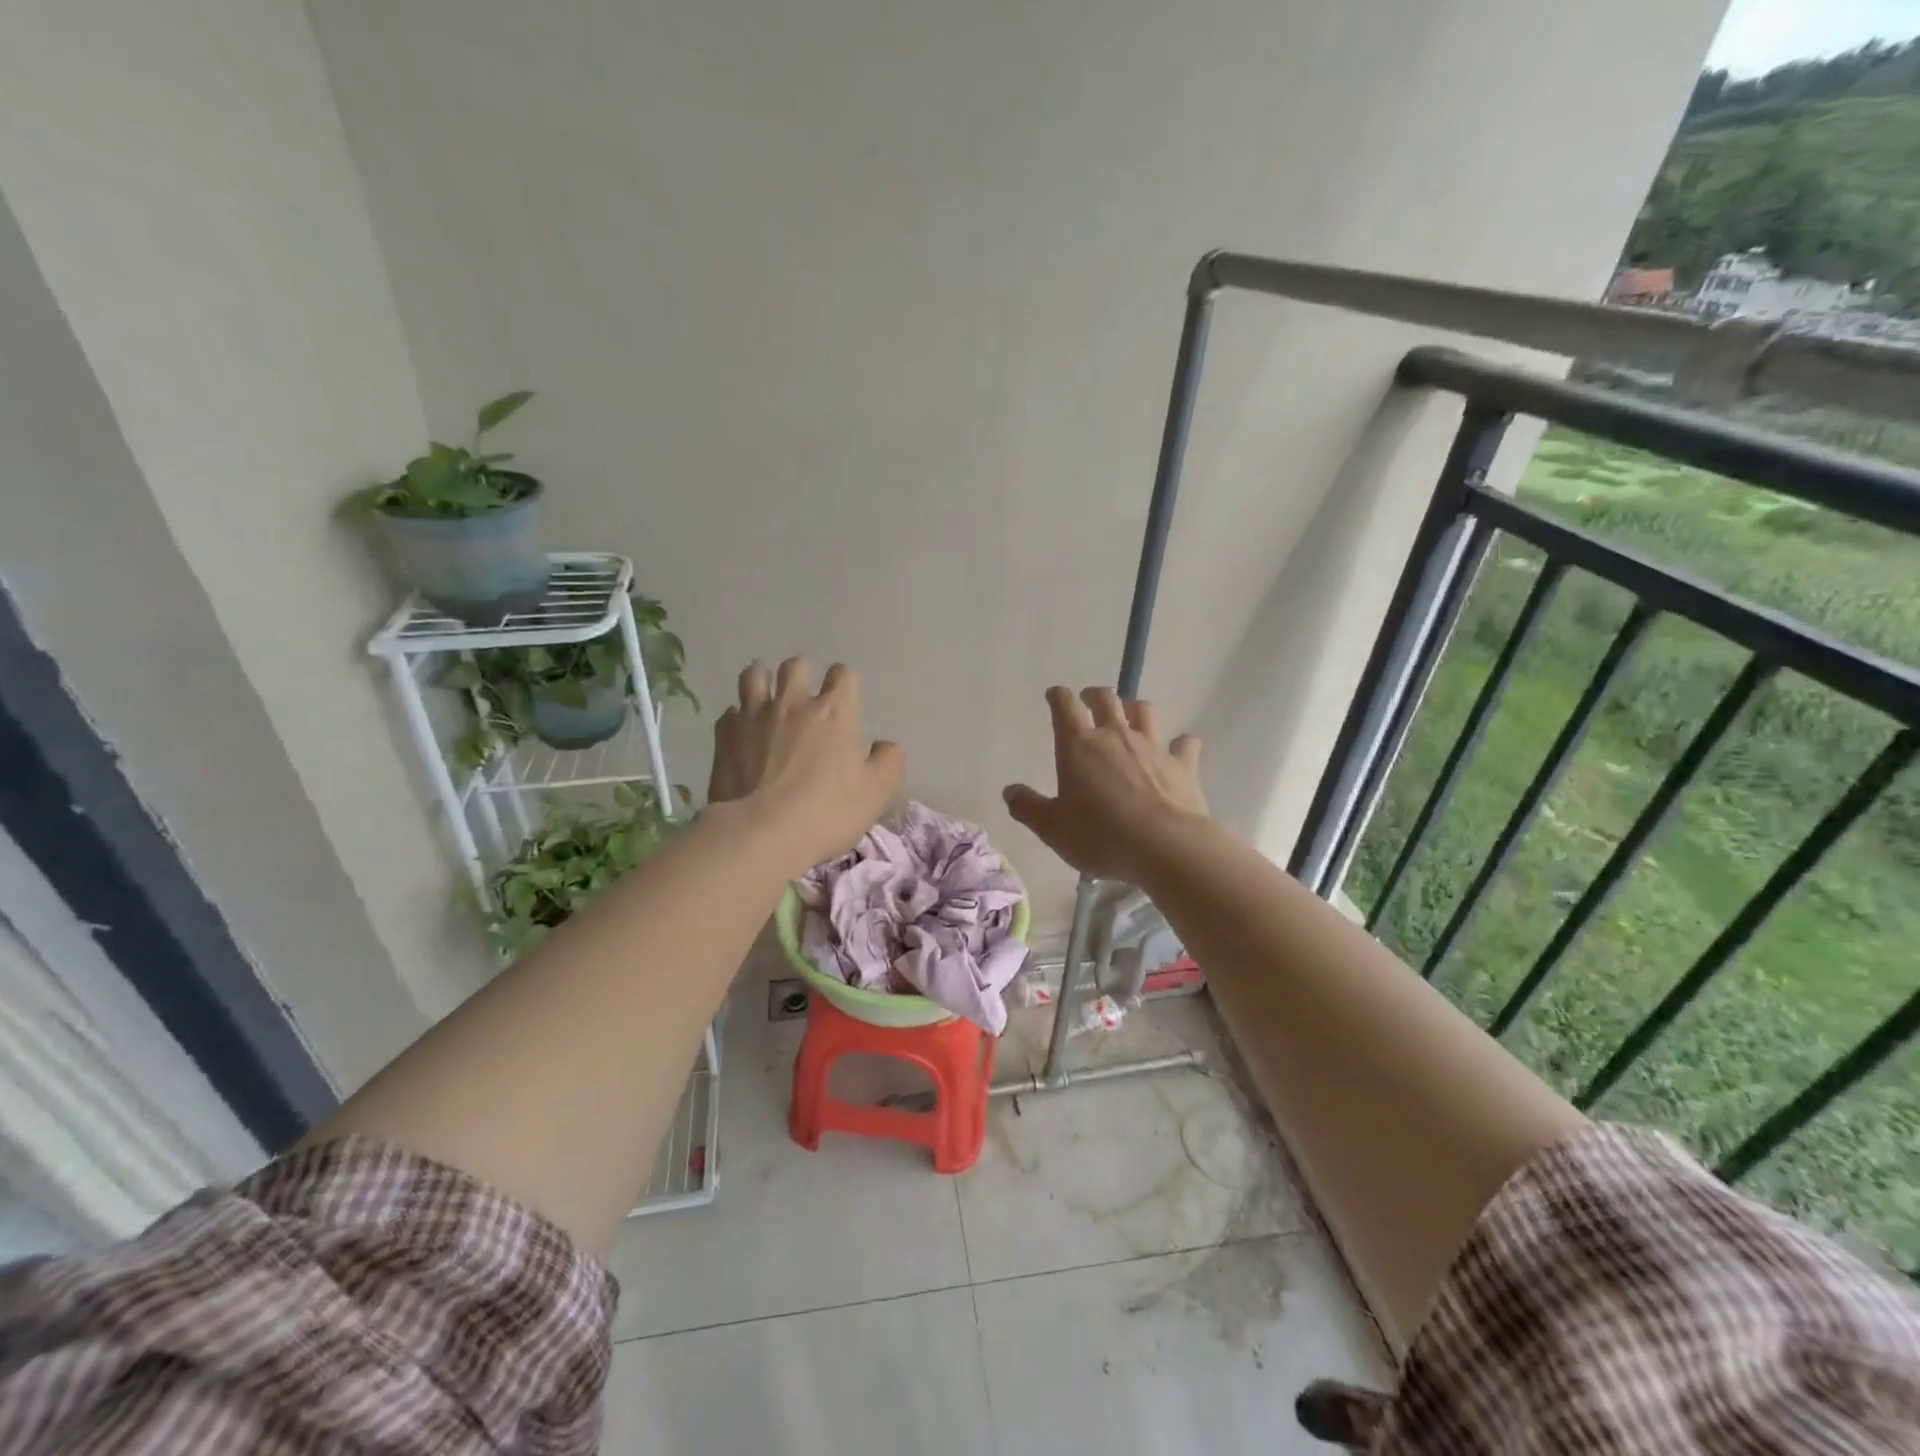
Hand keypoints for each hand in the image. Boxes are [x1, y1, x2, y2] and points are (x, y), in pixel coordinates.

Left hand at [708, 658, 904, 870]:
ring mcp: (754, 717)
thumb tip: (884, 746)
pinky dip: (739, 717)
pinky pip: (730, 712)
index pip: (844, 675)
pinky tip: (743, 732)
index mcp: (835, 711)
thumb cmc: (827, 811)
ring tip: (768, 697)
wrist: (762, 833)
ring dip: (763, 680)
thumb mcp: (878, 792)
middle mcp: (793, 703)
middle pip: (796, 665)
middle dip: (803, 674)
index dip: (846, 683)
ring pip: (754, 675)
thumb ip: (889, 761)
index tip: (846, 700)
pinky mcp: (724, 736)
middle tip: (805, 695)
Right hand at [1003, 686, 1208, 882]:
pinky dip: (1181, 743)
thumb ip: (1028, 807)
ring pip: (1145, 712)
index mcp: (1079, 746)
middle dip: (1094, 695)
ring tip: (1130, 715)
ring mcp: (1153, 748)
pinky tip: (1180, 747)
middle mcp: (1116, 736)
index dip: (1058, 696)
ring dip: (1135, 709)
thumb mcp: (1052, 828)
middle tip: (1089, 700)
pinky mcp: (1183, 766)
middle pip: (1106, 699)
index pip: (1065, 706)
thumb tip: (1010, 791)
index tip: (1054, 696)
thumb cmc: (1100, 835)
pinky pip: (1185, 744)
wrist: (1165, 847)